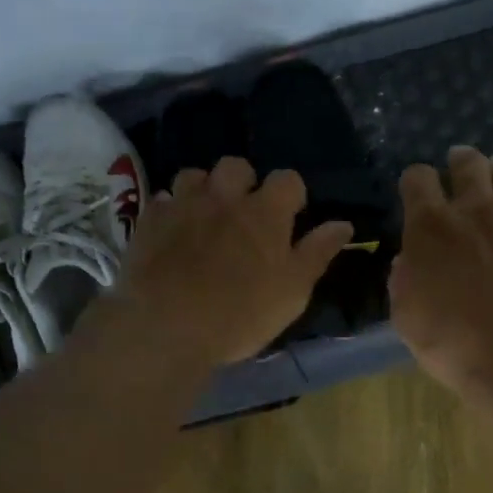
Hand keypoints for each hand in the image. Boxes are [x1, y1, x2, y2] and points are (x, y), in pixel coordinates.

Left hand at [118, 157, 352, 367]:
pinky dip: (170, 210)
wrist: (166, 325)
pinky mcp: (149, 221)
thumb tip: (343, 224)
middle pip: (237, 166)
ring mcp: (183, 205)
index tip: (290, 217)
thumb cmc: (241, 314)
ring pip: (194, 175)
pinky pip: (162, 200)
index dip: (292, 195)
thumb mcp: (293, 291)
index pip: (288, 179)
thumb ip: (317, 253)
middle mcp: (224, 197)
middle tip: (244, 214)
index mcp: (266, 212)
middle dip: (243, 182)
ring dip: (204, 189)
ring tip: (205, 217)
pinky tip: (173, 231)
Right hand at [390, 146, 492, 396]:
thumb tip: (407, 261)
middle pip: (469, 165)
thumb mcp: (408, 319)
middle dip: (461, 161)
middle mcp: (478, 211)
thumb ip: (404, 282)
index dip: (415, 180)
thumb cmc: (456, 345)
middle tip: (461, 164)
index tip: (415, 190)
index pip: (417, 180)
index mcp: (432, 228)